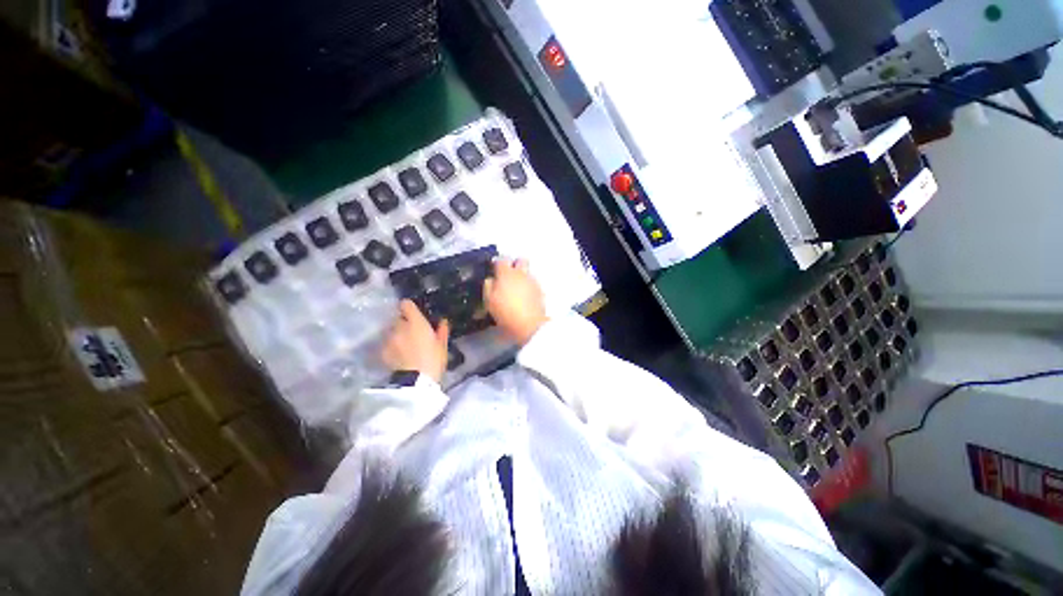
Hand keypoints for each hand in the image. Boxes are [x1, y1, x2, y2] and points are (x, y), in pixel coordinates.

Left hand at [382, 300, 449, 383]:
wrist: (417, 381)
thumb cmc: (434, 360)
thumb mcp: (442, 345)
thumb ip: (442, 330)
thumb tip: (443, 321)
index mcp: (416, 322)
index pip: (406, 304)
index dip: (409, 307)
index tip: (414, 313)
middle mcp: (400, 327)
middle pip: (398, 318)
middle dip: (405, 323)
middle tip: (413, 333)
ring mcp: (389, 339)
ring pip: (392, 331)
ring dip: (397, 334)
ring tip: (405, 345)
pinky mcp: (383, 351)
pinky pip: (387, 343)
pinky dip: (392, 346)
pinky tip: (400, 354)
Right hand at [483, 258, 547, 345]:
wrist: (529, 324)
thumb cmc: (505, 312)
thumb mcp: (489, 301)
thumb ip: (488, 286)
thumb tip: (490, 279)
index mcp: (506, 273)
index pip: (501, 260)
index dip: (497, 263)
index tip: (494, 269)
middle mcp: (521, 273)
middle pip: (520, 260)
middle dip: (515, 264)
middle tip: (509, 275)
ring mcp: (532, 281)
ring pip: (527, 272)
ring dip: (522, 276)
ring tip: (517, 289)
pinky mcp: (540, 290)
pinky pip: (533, 283)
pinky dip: (528, 286)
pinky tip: (525, 297)